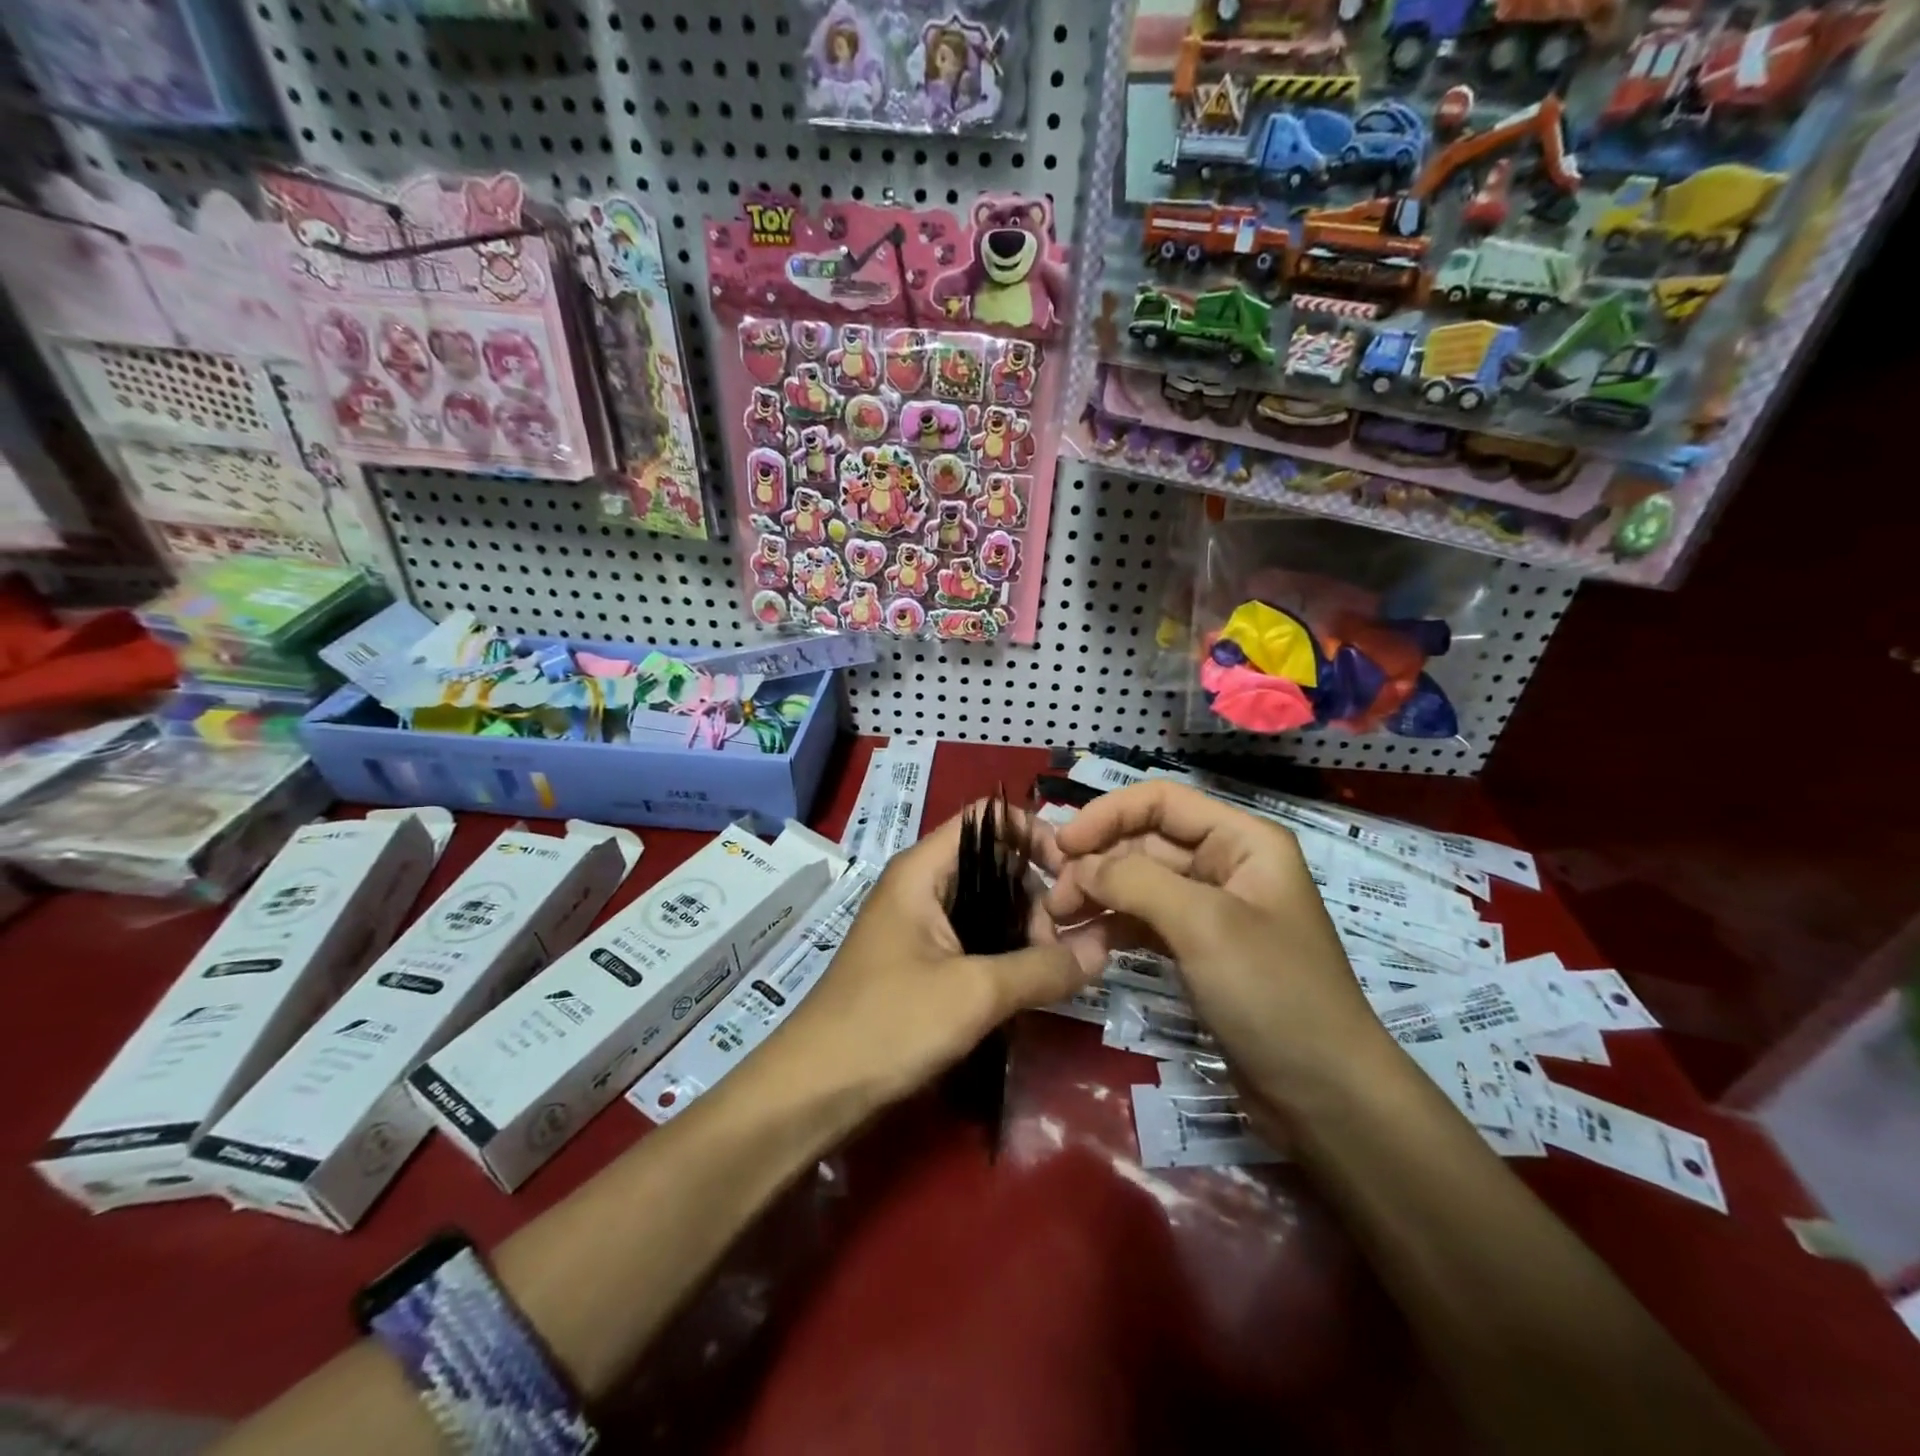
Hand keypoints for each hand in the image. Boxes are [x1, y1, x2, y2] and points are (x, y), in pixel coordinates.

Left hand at [778, 802, 1102, 1105]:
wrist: (813, 1091)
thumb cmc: (889, 1023)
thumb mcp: (975, 993)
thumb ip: (1044, 966)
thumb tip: (1105, 947)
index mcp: (922, 870)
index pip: (988, 818)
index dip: (1033, 833)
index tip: (1073, 875)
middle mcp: (920, 887)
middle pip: (993, 863)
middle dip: (1035, 895)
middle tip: (1062, 944)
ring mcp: (918, 927)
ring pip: (987, 906)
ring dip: (1023, 930)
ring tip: (1051, 971)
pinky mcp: (919, 964)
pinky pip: (973, 940)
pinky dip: (1004, 954)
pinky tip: (1028, 985)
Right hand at [1046, 782, 1403, 1136]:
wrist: (1325, 1098)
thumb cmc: (1274, 994)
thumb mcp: (1204, 926)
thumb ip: (1136, 882)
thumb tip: (1078, 865)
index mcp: (1242, 840)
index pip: (1161, 802)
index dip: (1107, 815)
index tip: (1061, 847)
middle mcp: (1225, 865)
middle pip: (1144, 842)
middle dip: (1096, 864)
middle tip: (1054, 902)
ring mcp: (1211, 910)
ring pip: (1139, 884)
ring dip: (1098, 897)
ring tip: (1058, 924)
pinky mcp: (1197, 950)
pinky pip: (1144, 922)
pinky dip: (1113, 927)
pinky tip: (1084, 944)